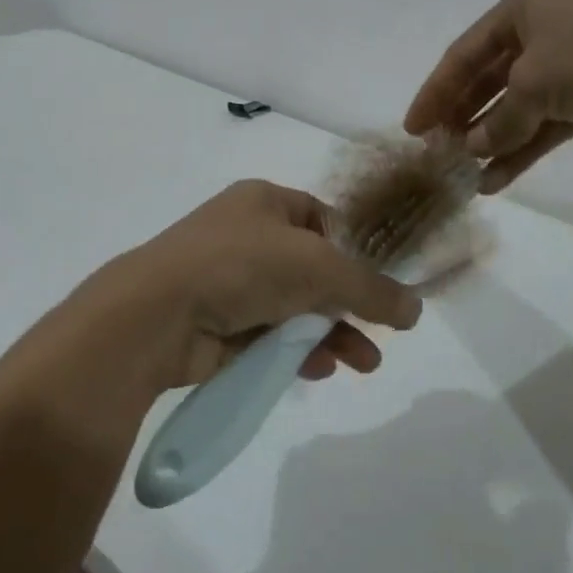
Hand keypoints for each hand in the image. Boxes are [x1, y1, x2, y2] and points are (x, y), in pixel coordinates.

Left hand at [94, 181, 422, 395]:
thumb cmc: (242, 266)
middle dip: (349, 304)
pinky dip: (295, 350)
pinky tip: (320, 370)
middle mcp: (246, 236)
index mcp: (265, 202)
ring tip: (364, 365)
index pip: (323, 219)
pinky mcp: (218, 324)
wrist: (156, 315)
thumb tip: (415, 309)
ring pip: (294, 306)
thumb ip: (370, 288)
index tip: (381, 283)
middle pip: (313, 269)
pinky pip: (268, 335)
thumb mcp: (318, 267)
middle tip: (381, 333)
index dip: (355, 250)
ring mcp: (229, 281)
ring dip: (330, 333)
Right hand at [404, 0, 572, 192]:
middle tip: (436, 153)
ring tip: (463, 175)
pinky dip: (521, 152)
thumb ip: (501, 120)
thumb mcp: (535, 82)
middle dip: (461, 119)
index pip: (463, 55)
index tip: (413, 127)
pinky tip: (496, 180)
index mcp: (520, 12)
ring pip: (514, 110)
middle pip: (486, 83)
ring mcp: (564, 69)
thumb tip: (476, 147)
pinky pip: (542, 128)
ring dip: (490, 142)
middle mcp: (538, 36)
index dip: (435, 92)